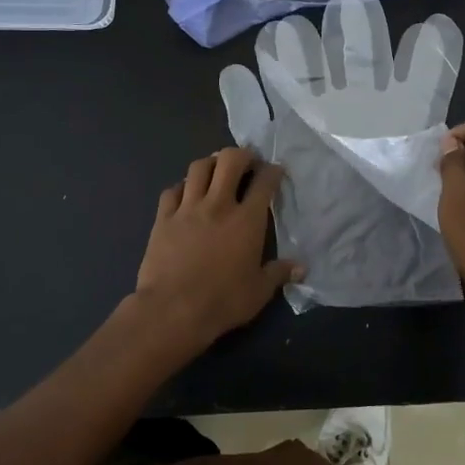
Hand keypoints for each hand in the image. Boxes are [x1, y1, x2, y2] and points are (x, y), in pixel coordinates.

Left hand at [133, 149, 303, 353]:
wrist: (172, 310)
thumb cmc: (222, 301)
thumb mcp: (259, 291)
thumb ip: (279, 274)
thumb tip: (301, 268)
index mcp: (246, 220)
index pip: (264, 182)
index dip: (273, 171)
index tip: (276, 170)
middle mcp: (218, 205)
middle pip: (229, 161)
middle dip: (242, 154)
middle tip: (247, 162)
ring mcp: (187, 208)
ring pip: (198, 168)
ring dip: (211, 163)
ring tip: (217, 170)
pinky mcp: (163, 218)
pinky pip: (172, 190)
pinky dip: (182, 186)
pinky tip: (186, 194)